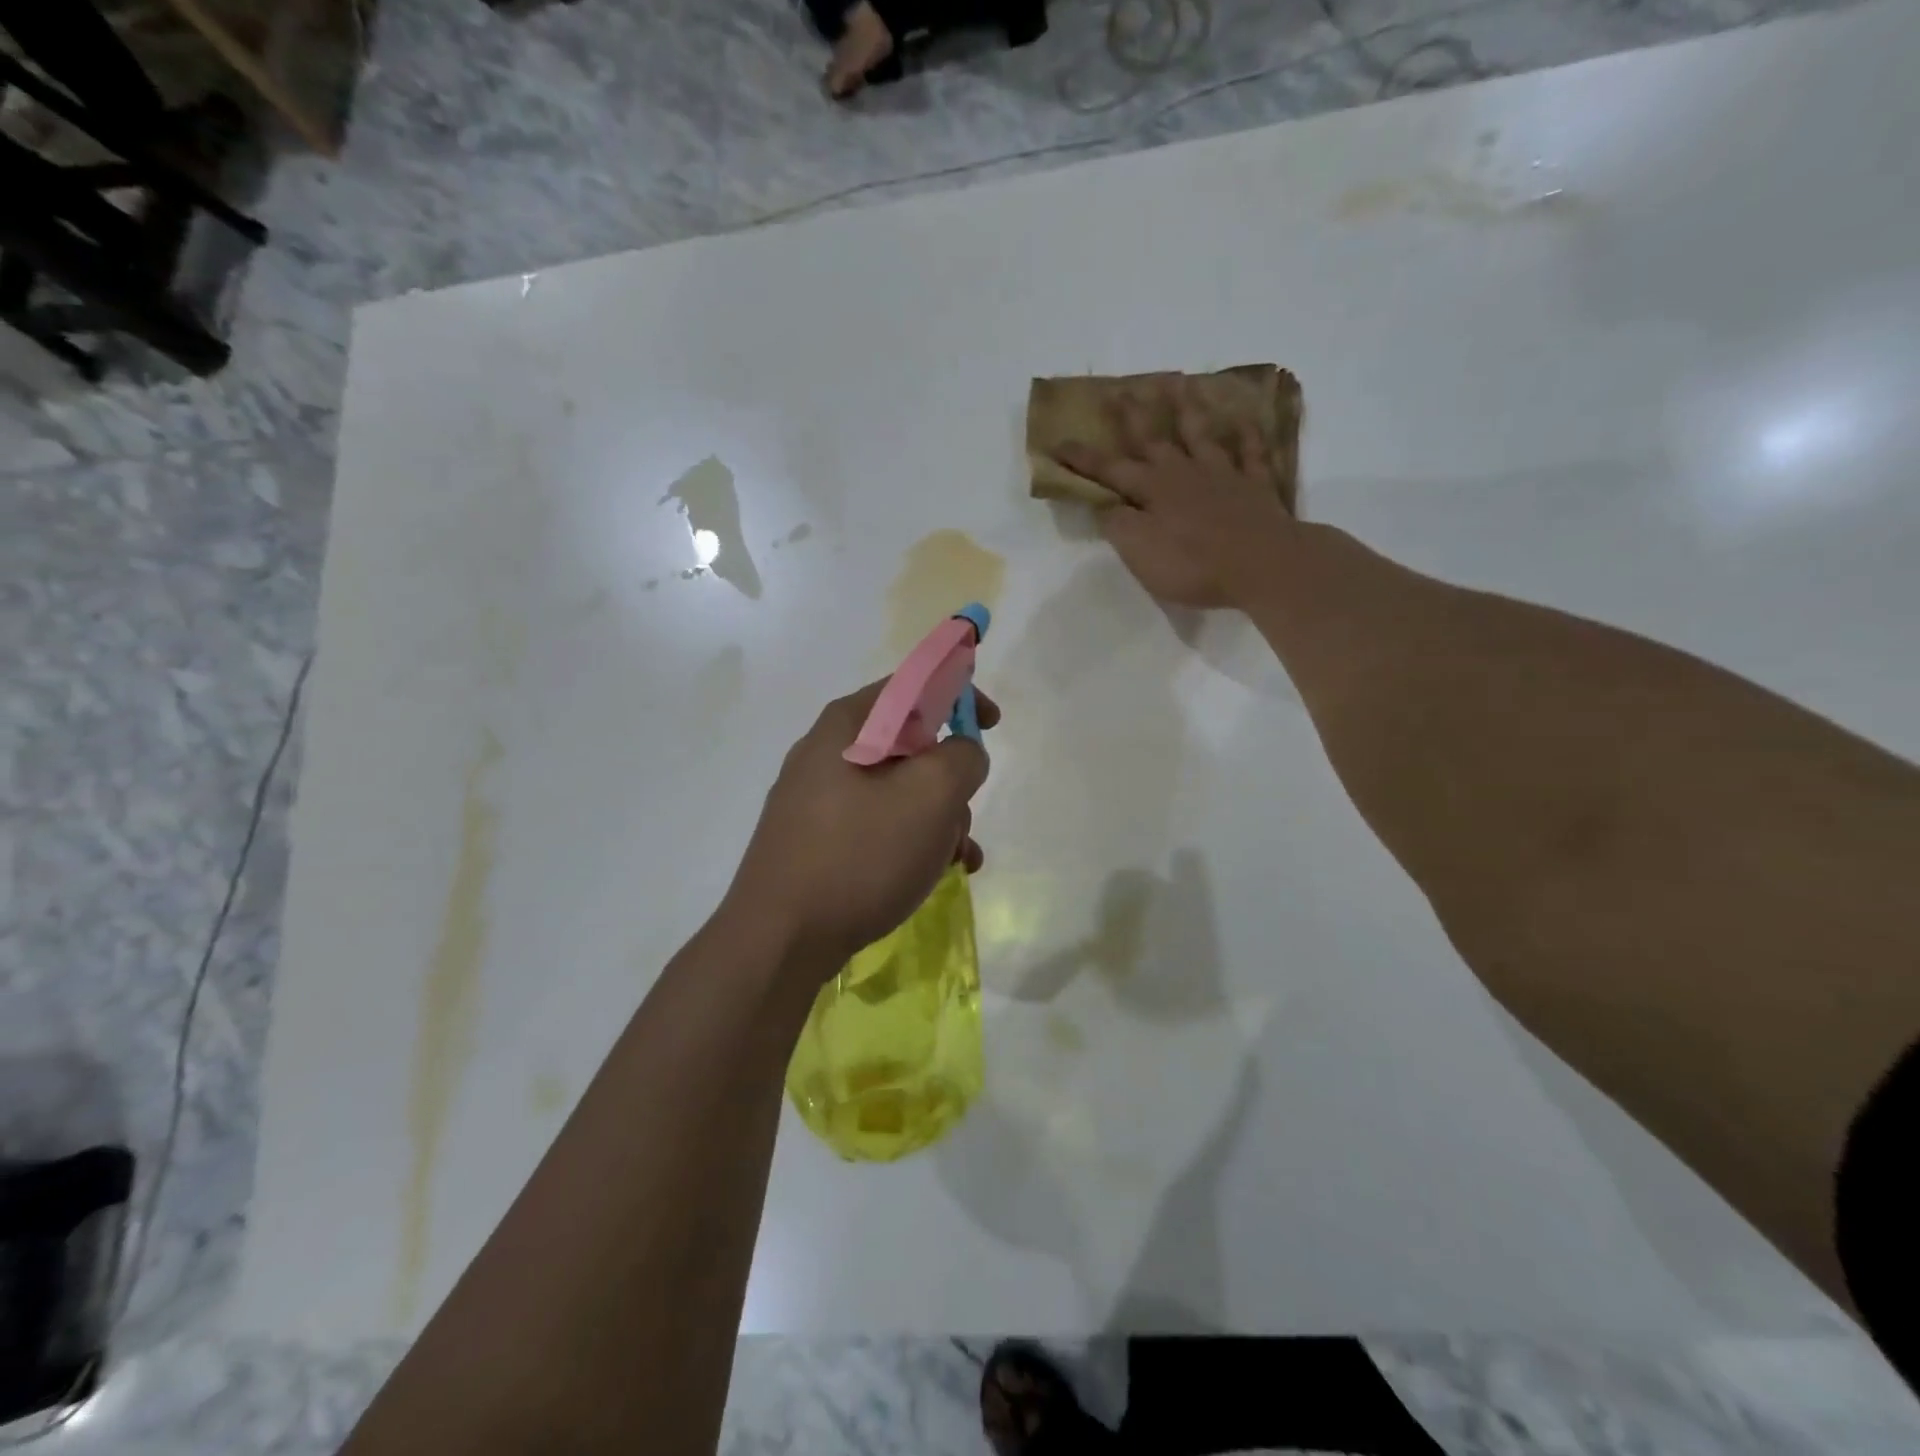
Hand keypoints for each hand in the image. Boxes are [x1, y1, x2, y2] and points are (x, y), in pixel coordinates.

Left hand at [725, 679, 997, 970]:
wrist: (779, 940)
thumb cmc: (859, 855)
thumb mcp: (930, 796)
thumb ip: (962, 757)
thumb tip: (961, 753)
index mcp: (847, 725)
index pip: (912, 684)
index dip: (959, 694)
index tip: (992, 724)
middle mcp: (826, 753)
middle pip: (909, 744)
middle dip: (949, 778)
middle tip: (962, 815)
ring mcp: (817, 799)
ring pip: (898, 790)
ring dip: (937, 818)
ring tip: (955, 859)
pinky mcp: (816, 840)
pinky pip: (877, 824)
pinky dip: (910, 841)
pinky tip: (931, 875)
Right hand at [1054, 383, 1296, 609]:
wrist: (1262, 565)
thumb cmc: (1193, 564)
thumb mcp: (1140, 552)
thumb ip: (1118, 525)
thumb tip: (1104, 505)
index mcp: (1152, 491)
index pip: (1109, 470)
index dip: (1083, 458)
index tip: (1058, 442)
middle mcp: (1184, 474)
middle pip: (1154, 440)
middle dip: (1133, 416)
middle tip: (1121, 390)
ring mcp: (1223, 475)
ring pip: (1201, 435)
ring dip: (1188, 409)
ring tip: (1180, 383)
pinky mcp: (1256, 486)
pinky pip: (1251, 453)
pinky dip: (1247, 435)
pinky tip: (1244, 420)